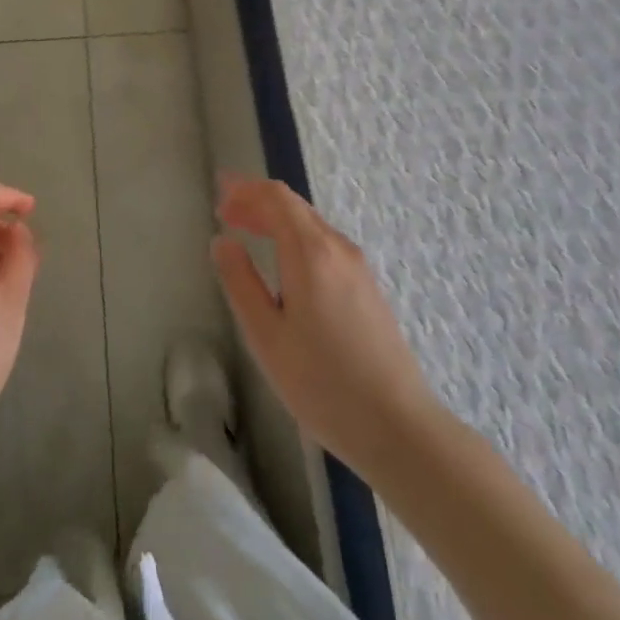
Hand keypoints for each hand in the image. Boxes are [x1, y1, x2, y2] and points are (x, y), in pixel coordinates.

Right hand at [212, 177, 440, 476]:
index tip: (218, 194)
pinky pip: (324, 243)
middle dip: (257, 201)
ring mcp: (358, 268)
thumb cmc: (323, 384)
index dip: (245, 189)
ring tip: (247, 231)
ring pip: (311, 224)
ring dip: (276, 219)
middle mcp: (337, 248)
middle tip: (225, 212)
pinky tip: (283, 261)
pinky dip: (295, 237)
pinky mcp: (368, 288)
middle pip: (294, 206)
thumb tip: (223, 241)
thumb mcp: (266, 337)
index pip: (276, 198)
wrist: (400, 429)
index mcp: (311, 252)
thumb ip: (240, 282)